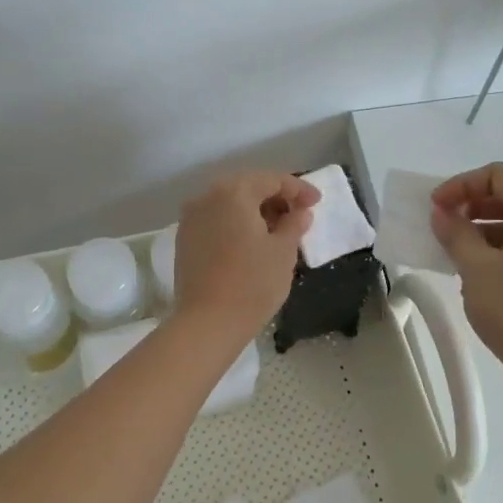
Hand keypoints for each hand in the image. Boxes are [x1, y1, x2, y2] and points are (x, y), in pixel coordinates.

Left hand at [175, 171, 318, 339]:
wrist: (208, 322)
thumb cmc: (253, 283)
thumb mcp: (284, 252)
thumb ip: (294, 224)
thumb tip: (300, 212)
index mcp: (234, 192)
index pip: (272, 180)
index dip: (299, 189)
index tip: (317, 202)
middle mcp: (207, 196)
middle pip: (248, 187)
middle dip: (276, 197)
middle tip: (299, 214)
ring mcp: (191, 218)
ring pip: (230, 203)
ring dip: (255, 211)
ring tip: (278, 230)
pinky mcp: (184, 239)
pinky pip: (216, 220)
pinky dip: (236, 223)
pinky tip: (252, 241)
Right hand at [430, 162, 502, 378]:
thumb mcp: (475, 267)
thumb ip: (455, 232)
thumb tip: (442, 214)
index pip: (499, 176)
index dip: (462, 185)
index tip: (435, 206)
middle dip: (473, 205)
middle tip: (442, 223)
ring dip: (485, 227)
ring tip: (455, 248)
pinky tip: (478, 267)